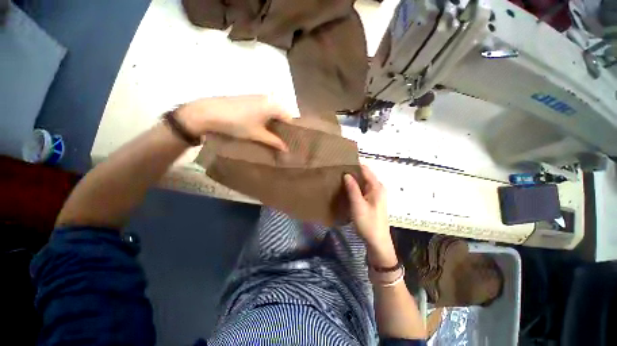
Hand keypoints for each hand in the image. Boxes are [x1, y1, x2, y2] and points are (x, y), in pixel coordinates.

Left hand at [177, 95, 292, 150]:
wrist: (209, 112)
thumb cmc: (238, 123)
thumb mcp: (258, 134)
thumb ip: (274, 141)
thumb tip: (286, 149)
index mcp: (273, 105)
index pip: (289, 118)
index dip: (290, 131)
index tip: (289, 141)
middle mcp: (268, 98)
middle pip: (281, 114)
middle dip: (282, 127)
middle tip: (280, 140)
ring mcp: (258, 97)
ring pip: (272, 111)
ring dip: (273, 123)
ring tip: (271, 136)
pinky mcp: (249, 98)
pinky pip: (264, 109)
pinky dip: (265, 118)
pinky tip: (261, 127)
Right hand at [344, 166, 395, 264]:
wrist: (377, 241)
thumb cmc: (368, 223)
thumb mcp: (358, 205)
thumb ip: (353, 188)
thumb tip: (346, 174)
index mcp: (377, 187)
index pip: (365, 169)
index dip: (354, 165)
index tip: (341, 163)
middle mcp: (378, 188)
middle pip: (364, 175)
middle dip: (352, 172)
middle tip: (338, 171)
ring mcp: (375, 194)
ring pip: (363, 182)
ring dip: (353, 180)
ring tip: (339, 178)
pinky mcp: (372, 200)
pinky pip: (362, 189)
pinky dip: (355, 187)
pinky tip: (346, 189)